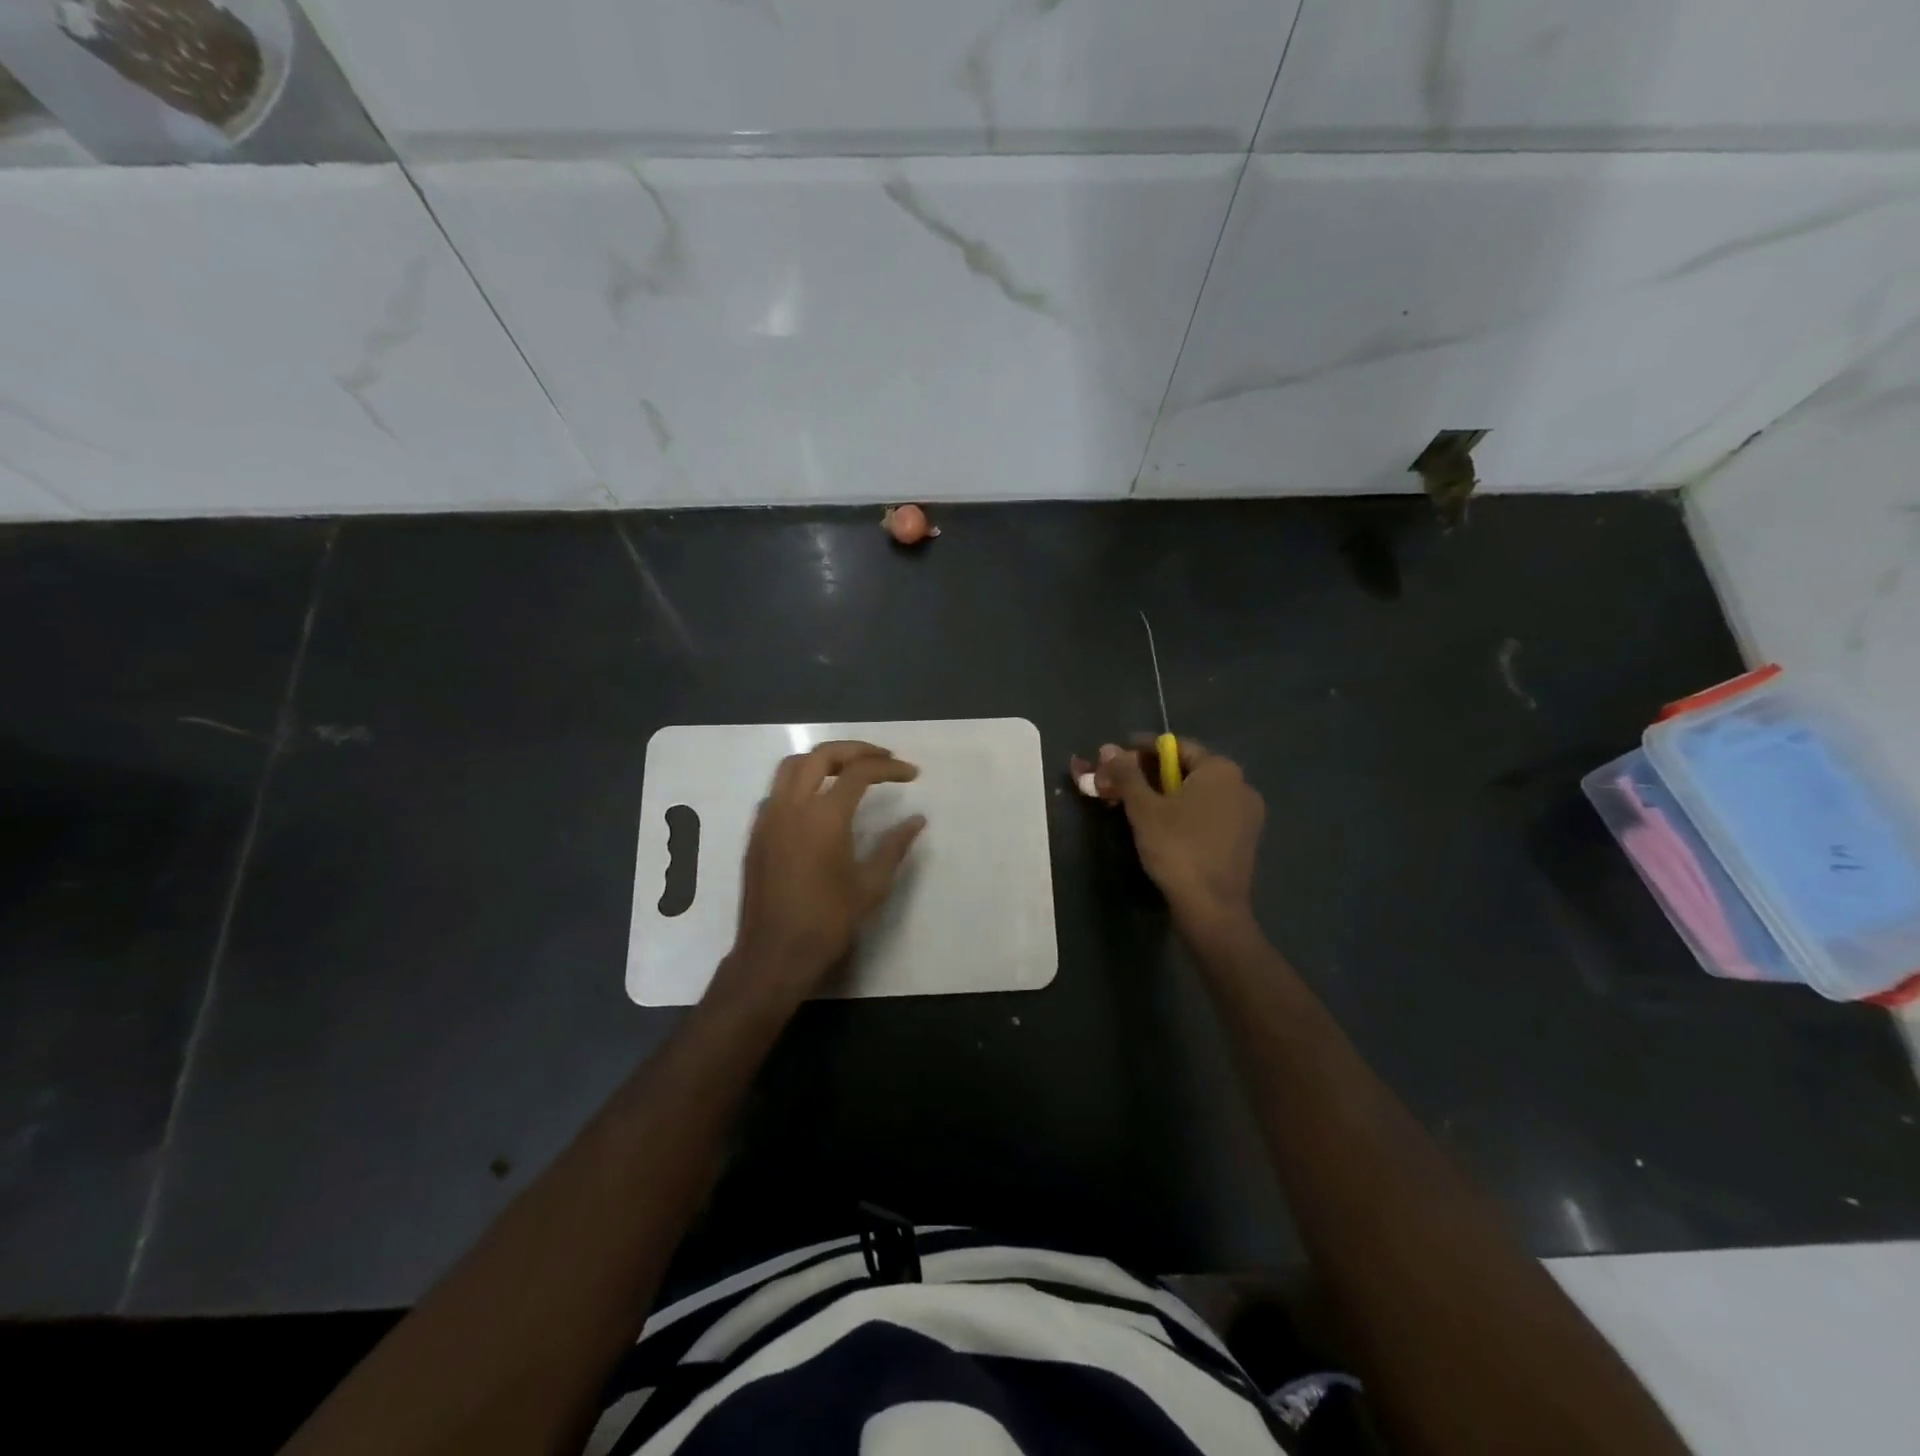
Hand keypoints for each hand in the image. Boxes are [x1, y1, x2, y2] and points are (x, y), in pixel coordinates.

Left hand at [713, 740, 925, 1009]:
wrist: (774, 954)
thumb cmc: (827, 922)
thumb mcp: (871, 886)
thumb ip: (895, 846)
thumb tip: (917, 820)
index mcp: (824, 817)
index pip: (859, 772)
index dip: (889, 768)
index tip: (912, 774)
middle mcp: (792, 806)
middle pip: (822, 755)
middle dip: (856, 750)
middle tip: (884, 759)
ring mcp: (769, 817)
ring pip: (793, 765)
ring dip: (824, 759)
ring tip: (851, 770)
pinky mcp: (757, 832)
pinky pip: (778, 790)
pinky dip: (802, 781)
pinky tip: (819, 800)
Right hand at [1094, 740, 1262, 937]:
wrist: (1212, 908)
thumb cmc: (1177, 849)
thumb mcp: (1143, 808)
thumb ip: (1126, 774)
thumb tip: (1108, 748)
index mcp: (1220, 769)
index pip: (1175, 746)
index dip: (1140, 750)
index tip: (1114, 761)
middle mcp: (1240, 784)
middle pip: (1186, 769)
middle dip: (1149, 775)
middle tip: (1117, 786)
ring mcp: (1246, 813)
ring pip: (1197, 793)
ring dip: (1164, 794)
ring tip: (1133, 807)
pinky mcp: (1244, 839)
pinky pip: (1209, 813)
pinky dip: (1183, 813)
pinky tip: (1161, 827)